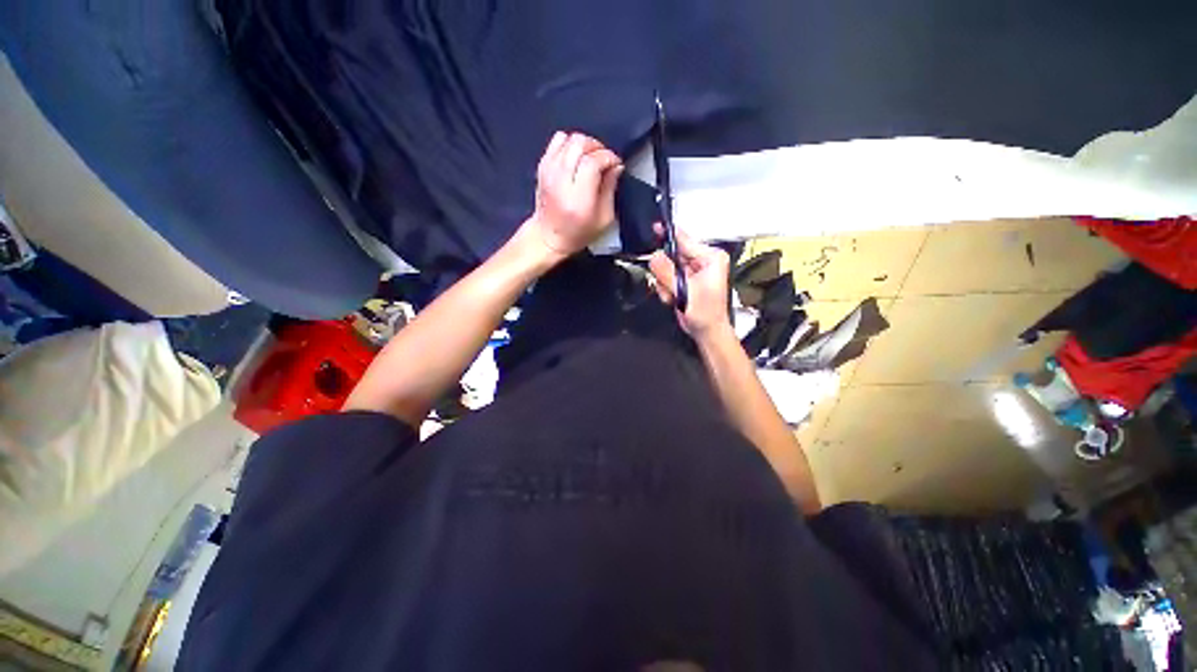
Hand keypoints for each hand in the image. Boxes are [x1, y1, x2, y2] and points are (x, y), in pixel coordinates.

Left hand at [520, 131, 622, 262]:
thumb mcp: (604, 219)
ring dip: (583, 144)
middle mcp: (561, 181)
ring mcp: (549, 171)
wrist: (549, 237)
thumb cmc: (578, 233)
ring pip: (568, 138)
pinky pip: (556, 141)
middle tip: (604, 160)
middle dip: (597, 147)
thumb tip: (616, 167)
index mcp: (578, 198)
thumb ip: (611, 189)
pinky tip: (575, 157)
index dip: (608, 157)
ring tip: (590, 157)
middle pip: (579, 144)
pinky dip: (569, 144)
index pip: (593, 161)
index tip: (616, 164)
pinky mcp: (542, 167)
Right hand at [648, 223, 730, 338]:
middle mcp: (702, 261)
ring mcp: (693, 271)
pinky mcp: (685, 281)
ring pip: (666, 267)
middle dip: (665, 272)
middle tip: (666, 286)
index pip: (685, 240)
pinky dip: (665, 288)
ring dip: (664, 283)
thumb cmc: (704, 313)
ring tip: (673, 297)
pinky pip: (666, 277)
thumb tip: (653, 256)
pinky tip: (672, 299)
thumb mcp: (685, 291)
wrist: (706, 332)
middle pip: (672, 254)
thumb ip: (667, 272)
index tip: (654, 228)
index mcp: (710, 258)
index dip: (668, 235)